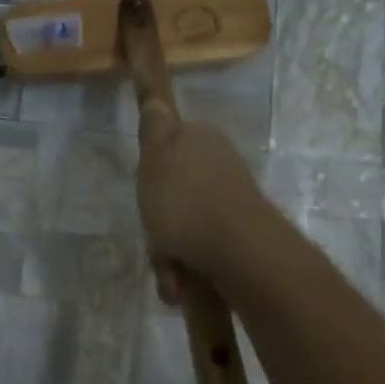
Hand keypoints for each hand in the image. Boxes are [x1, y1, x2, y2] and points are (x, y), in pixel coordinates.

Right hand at [136, 100, 262, 300]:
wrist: (238, 252)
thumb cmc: (187, 201)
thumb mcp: (157, 155)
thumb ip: (155, 127)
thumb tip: (157, 101)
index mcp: (202, 141)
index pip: (168, 146)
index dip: (153, 170)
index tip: (147, 189)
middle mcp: (220, 167)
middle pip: (174, 193)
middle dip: (160, 221)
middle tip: (154, 234)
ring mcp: (230, 204)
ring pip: (184, 227)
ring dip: (170, 252)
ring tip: (170, 269)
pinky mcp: (237, 238)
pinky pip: (199, 253)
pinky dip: (186, 269)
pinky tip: (182, 282)